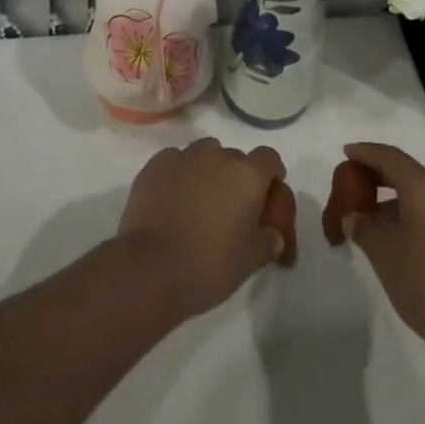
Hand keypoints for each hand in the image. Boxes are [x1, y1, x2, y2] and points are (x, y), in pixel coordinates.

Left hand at [118, 138, 286, 316]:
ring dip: (206, 171)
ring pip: (203, 154)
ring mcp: (183, 157)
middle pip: (234, 157)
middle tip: (229, 207)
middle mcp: (217, 156)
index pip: (269, 158)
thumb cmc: (209, 265)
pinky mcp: (154, 165)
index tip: (267, 193)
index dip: (271, 173)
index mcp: (247, 175)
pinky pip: (174, 162)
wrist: (150, 269)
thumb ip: (268, 241)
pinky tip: (171, 199)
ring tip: (198, 201)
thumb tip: (273, 236)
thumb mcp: (250, 261)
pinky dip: (177, 175)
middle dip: (236, 177)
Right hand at [340, 142, 424, 355]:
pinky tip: (396, 237)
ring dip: (394, 199)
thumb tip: (354, 217)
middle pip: (407, 173)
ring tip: (369, 217)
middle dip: (378, 175)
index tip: (346, 152)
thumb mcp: (384, 254)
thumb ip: (364, 228)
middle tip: (353, 183)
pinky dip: (411, 215)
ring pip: (422, 195)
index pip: (390, 157)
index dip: (365, 153)